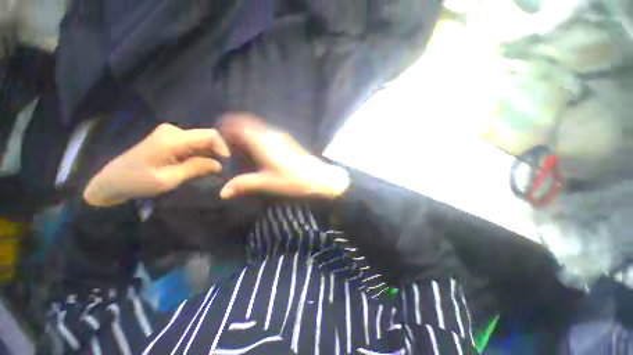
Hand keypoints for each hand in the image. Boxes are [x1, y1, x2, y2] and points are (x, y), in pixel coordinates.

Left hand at [84, 124, 229, 205]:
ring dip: (208, 155)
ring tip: (209, 171)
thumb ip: (196, 168)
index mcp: (173, 139)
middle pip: (207, 138)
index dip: (223, 147)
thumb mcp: (169, 179)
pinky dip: (200, 155)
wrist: (112, 181)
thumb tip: (220, 165)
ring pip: (201, 142)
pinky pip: (193, 145)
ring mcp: (171, 134)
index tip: (227, 163)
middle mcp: (174, 131)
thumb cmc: (137, 182)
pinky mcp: (169, 139)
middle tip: (219, 171)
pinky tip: (198, 167)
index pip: (210, 135)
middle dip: (216, 153)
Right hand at [219, 114, 349, 199]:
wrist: (319, 178)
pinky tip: (259, 153)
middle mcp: (271, 134)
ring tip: (242, 150)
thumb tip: (222, 192)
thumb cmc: (293, 181)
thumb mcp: (267, 184)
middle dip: (236, 130)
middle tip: (229, 145)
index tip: (218, 134)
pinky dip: (259, 138)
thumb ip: (244, 185)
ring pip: (258, 128)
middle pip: (248, 124)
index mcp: (262, 141)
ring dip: (248, 134)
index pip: (239, 124)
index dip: (227, 126)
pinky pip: (267, 134)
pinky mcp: (288, 141)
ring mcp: (281, 136)